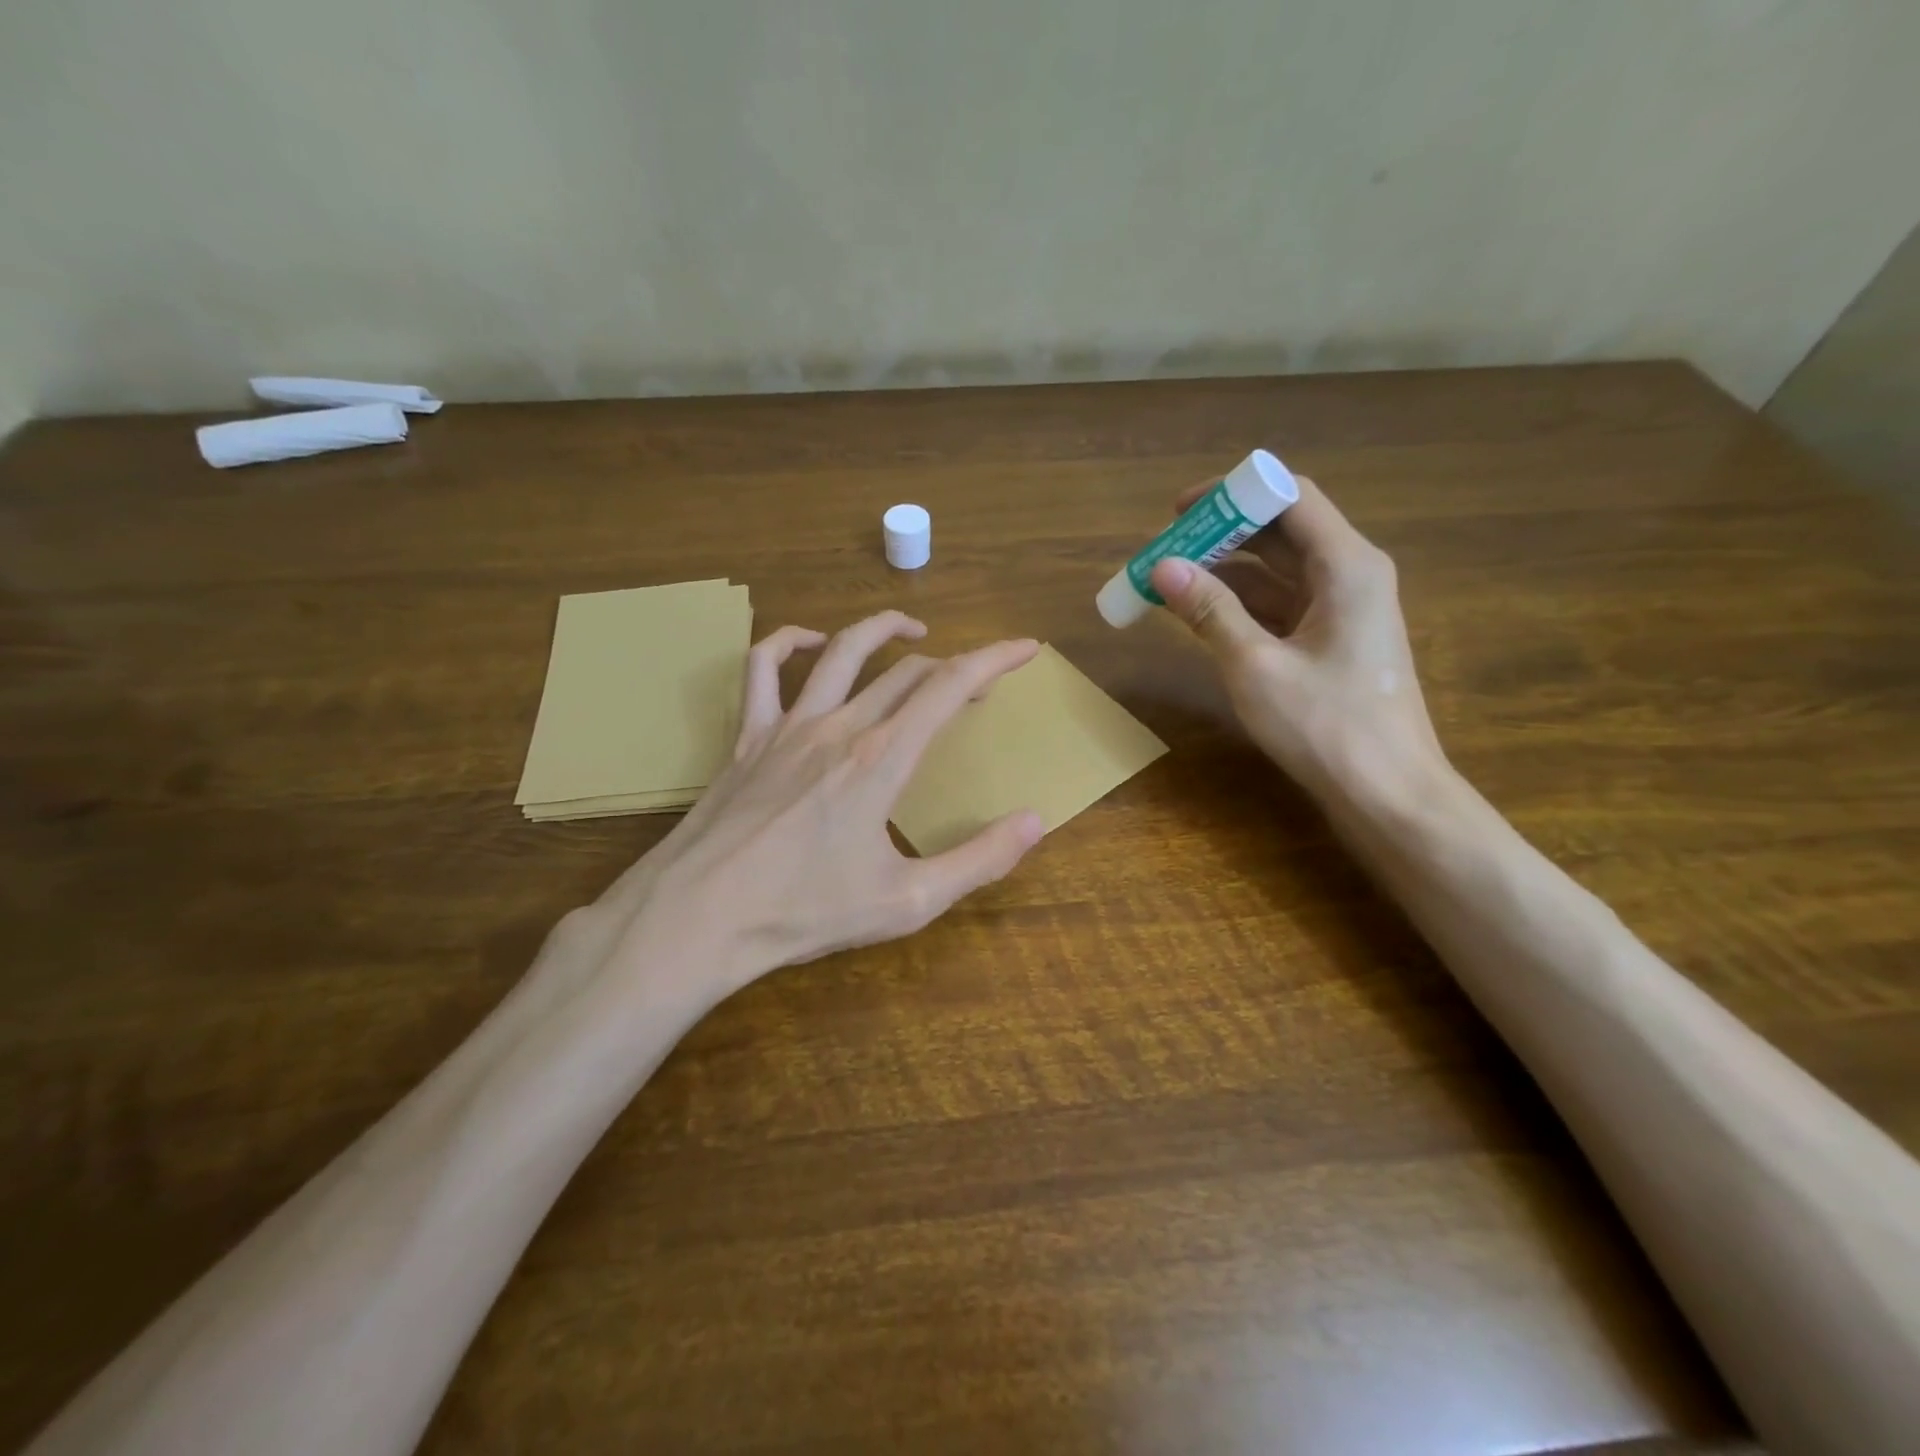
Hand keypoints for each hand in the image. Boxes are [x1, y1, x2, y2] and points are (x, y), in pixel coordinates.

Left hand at [598, 613, 1044, 1010]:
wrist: (699, 918)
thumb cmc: (804, 913)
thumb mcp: (907, 902)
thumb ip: (978, 860)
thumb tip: (1035, 821)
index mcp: (882, 760)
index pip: (950, 687)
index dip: (994, 658)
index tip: (1025, 648)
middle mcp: (839, 727)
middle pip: (906, 671)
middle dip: (953, 665)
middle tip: (978, 682)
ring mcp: (787, 726)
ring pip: (841, 652)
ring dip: (882, 630)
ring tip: (912, 630)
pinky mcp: (748, 737)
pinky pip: (762, 669)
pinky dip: (788, 642)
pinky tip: (811, 642)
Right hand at [1149, 476, 1445, 804]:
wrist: (1387, 794)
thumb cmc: (1326, 727)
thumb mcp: (1256, 667)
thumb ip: (1209, 612)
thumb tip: (1162, 566)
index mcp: (1346, 566)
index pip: (1289, 497)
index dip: (1232, 494)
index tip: (1179, 510)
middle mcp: (1350, 576)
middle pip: (1281, 531)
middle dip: (1221, 535)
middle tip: (1163, 548)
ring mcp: (1341, 610)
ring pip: (1277, 570)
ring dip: (1225, 571)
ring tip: (1169, 581)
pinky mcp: (1330, 641)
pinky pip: (1279, 605)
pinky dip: (1239, 604)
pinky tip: (1199, 613)